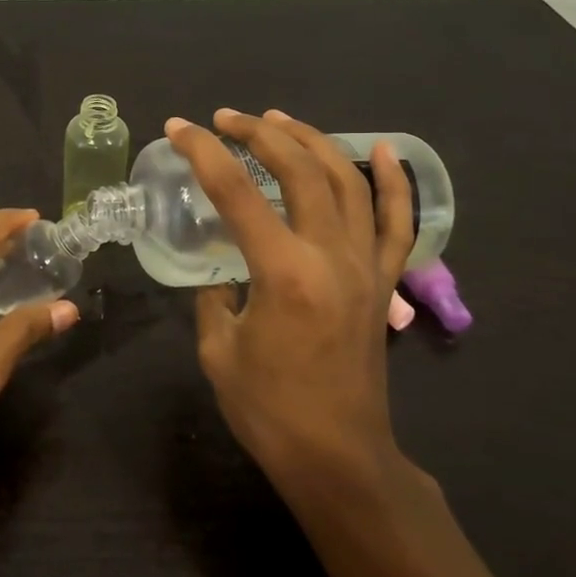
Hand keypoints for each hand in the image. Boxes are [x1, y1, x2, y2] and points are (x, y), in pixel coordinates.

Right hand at [166, 109, 414, 493]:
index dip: (202, 152)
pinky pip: (397, 222)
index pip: (236, 192)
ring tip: (279, 120)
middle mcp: (330, 256)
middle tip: (224, 118)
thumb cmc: (269, 410)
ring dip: (311, 141)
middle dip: (258, 133)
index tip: (178, 128)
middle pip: (298, 170)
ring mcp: (365, 265)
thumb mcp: (218, 349)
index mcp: (283, 273)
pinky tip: (385, 150)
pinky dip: (394, 182)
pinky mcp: (383, 282)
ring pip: (346, 181)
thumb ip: (215, 296)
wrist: (338, 457)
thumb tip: (223, 270)